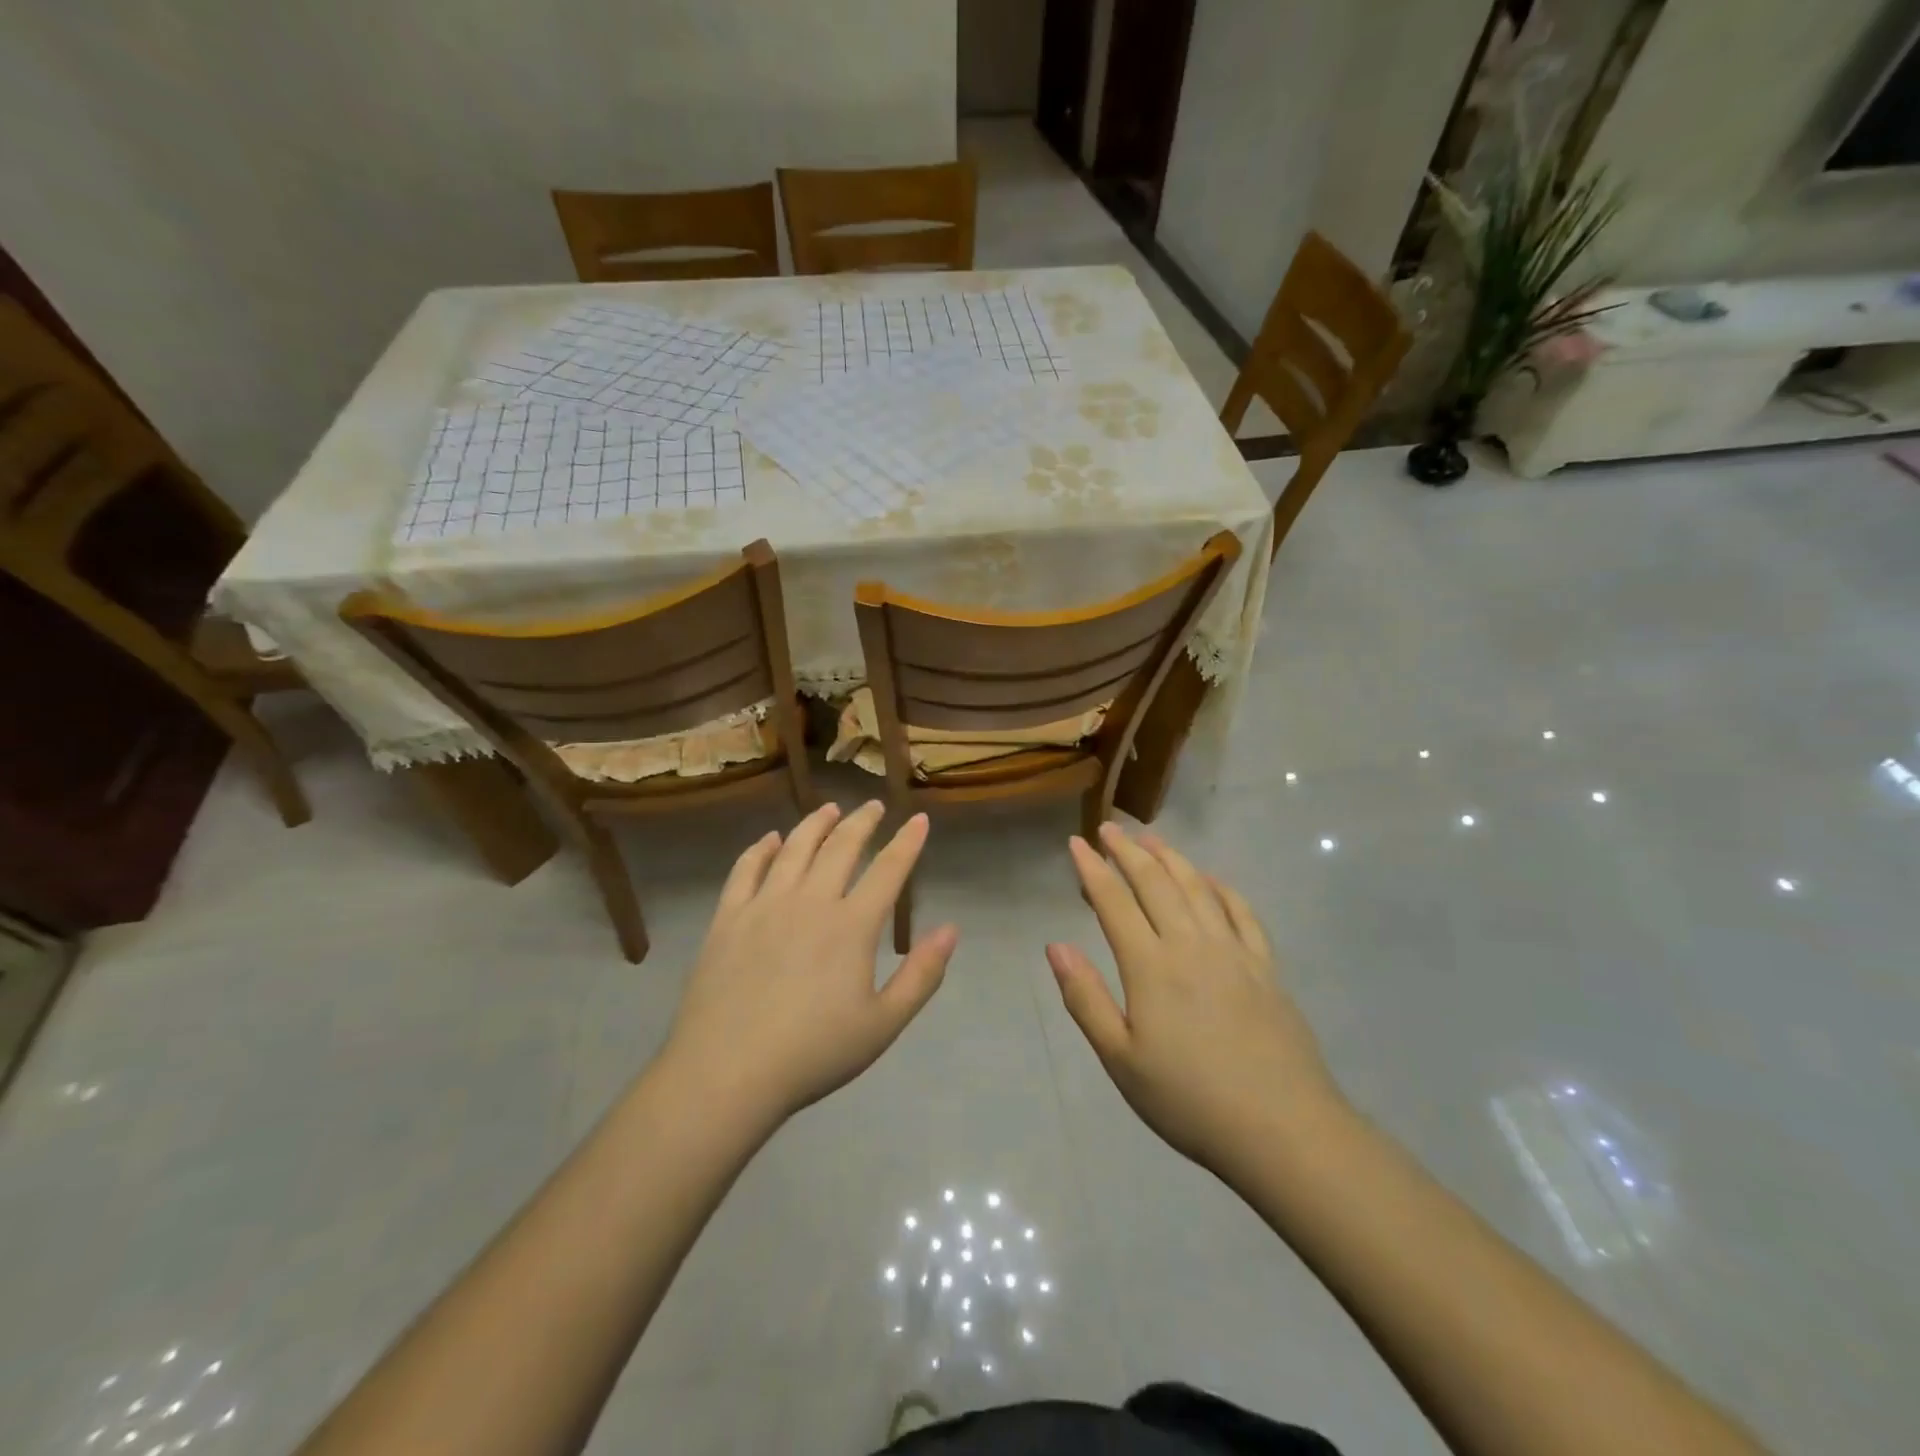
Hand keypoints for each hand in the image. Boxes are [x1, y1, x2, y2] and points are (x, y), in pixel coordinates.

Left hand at [663, 801, 957, 1123]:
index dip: (907, 842)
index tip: (918, 819)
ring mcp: (764, 904)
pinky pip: (746, 869)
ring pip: (795, 847)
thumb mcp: (883, 1024)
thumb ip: (922, 975)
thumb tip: (950, 930)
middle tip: (872, 806)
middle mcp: (810, 901)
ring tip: (829, 808)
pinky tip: (771, 840)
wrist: (727, 1073)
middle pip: (841, 847)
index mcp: (852, 925)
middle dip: (862, 821)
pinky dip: (762, 848)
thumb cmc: (813, 1053)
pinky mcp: (728, 917)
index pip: (888, 869)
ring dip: (816, 823)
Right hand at [1047, 824, 1343, 1176]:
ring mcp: (1234, 952)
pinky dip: (1222, 887)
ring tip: (1150, 839)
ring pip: (1197, 888)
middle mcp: (1191, 944)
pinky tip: (1211, 879)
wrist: (1282, 1130)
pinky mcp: (1266, 967)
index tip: (1076, 843)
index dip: (1092, 869)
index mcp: (1151, 966)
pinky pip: (1242, 912)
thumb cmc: (1189, 1100)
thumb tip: (1055, 946)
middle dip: (1128, 852)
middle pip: (1155, 883)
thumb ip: (1086, 998)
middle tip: (1108, 829)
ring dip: (1171, 858)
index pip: (1114, 902)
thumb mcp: (1121, 1059)